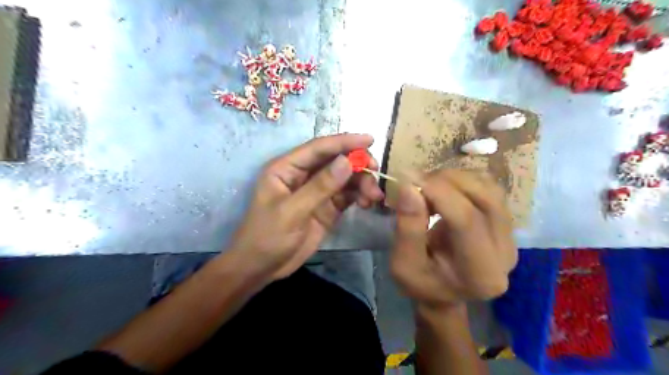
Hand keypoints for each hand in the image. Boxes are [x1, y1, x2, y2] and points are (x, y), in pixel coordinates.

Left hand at [228, 134, 383, 279]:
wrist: (262, 268)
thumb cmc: (267, 237)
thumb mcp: (292, 212)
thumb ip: (320, 187)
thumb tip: (347, 161)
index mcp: (287, 168)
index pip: (319, 148)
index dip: (344, 142)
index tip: (370, 139)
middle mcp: (303, 175)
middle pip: (335, 160)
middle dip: (357, 164)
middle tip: (375, 171)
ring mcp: (317, 191)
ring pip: (345, 178)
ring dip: (362, 182)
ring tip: (374, 196)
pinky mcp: (327, 207)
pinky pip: (348, 195)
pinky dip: (360, 196)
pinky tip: (368, 203)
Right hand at [387, 170, 516, 306]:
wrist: (442, 293)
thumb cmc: (420, 283)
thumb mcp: (403, 263)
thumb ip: (407, 228)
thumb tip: (409, 187)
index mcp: (480, 274)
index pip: (467, 221)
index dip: (439, 193)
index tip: (410, 179)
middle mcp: (505, 253)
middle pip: (485, 199)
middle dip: (448, 181)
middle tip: (418, 181)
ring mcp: (510, 237)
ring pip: (490, 189)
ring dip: (456, 178)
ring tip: (429, 186)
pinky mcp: (505, 224)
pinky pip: (490, 189)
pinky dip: (464, 181)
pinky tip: (444, 189)